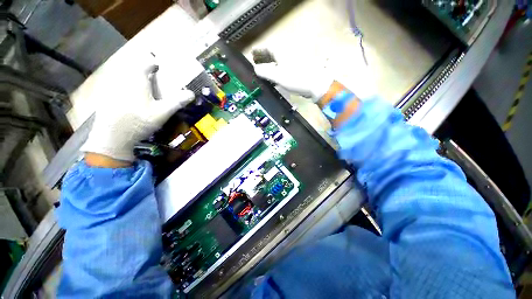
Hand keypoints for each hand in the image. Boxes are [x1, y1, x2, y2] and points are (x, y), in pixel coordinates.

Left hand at [82, 51, 194, 163]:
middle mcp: (122, 81)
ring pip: (124, 78)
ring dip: (134, 81)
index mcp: (137, 81)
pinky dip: (126, 89)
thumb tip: (192, 94)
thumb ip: (176, 102)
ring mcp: (112, 89)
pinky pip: (117, 87)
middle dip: (143, 73)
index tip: (158, 67)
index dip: (152, 63)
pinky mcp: (106, 98)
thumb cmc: (139, 122)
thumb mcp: (162, 113)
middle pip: (133, 71)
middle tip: (152, 80)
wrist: (113, 137)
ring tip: (144, 90)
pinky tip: (131, 101)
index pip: (144, 64)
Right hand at [253, 54, 375, 103]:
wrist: (317, 84)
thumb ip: (265, 72)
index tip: (252, 54)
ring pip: (279, 61)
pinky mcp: (298, 69)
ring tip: (263, 70)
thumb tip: (256, 69)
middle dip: (264, 58)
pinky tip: (275, 77)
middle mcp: (288, 53)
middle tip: (256, 62)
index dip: (259, 51)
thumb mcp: (278, 76)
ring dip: (270, 65)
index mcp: (282, 51)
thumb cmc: (296, 78)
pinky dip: (278, 71)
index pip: (267, 48)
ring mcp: (294, 61)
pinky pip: (284, 67)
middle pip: (273, 53)